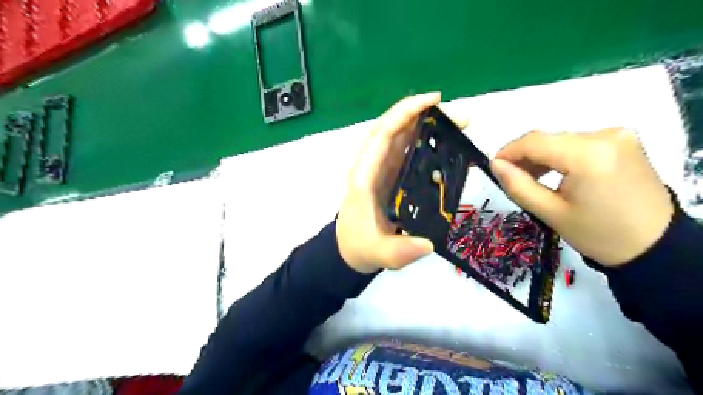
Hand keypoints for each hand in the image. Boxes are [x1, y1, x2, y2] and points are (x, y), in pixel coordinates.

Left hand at [338, 92, 467, 272]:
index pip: (383, 134)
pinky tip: (443, 142)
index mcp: (365, 175)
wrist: (350, 248)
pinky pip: (404, 149)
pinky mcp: (388, 173)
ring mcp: (380, 167)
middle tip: (460, 118)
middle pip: (393, 128)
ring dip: (425, 124)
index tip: (434, 102)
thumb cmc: (360, 245)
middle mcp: (371, 165)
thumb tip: (428, 244)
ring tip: (457, 125)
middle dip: (424, 114)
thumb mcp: (379, 253)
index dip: (405, 113)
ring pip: (400, 135)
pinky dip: (422, 139)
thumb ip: (399, 251)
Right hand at [490, 128, 671, 265]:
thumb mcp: (550, 213)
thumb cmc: (598, 234)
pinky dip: (559, 155)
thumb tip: (494, 164)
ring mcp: (617, 135)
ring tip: (530, 178)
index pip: (534, 141)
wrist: (654, 245)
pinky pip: (577, 142)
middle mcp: (605, 135)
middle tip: (510, 177)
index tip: (493, 166)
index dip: (508, 151)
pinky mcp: (623, 141)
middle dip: (524, 156)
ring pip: (561, 140)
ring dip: (541, 156)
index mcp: (588, 154)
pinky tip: (554, 172)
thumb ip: (518, 185)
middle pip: (548, 139)